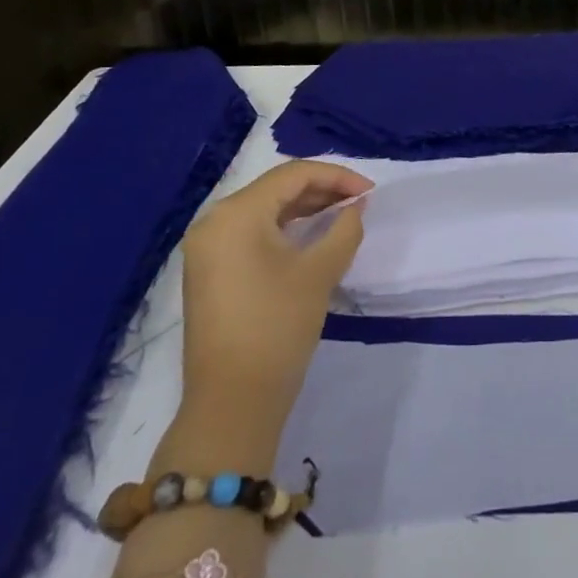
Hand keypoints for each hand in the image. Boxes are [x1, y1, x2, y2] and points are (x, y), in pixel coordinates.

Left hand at [178, 160, 371, 442]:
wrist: (232, 402)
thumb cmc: (277, 327)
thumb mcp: (320, 272)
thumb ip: (345, 228)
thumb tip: (356, 205)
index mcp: (236, 213)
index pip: (293, 174)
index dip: (337, 176)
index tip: (371, 191)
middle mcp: (214, 220)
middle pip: (276, 188)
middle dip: (321, 190)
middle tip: (360, 202)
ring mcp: (207, 247)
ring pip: (264, 209)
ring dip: (304, 209)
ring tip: (342, 215)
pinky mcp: (209, 269)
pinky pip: (251, 232)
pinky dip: (284, 229)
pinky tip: (312, 236)